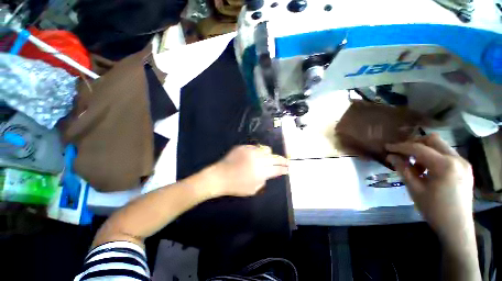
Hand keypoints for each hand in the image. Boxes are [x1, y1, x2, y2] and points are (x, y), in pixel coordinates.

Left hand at [206, 145, 288, 196]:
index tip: (288, 168)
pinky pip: (255, 147)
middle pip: (274, 158)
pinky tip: (257, 155)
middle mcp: (257, 160)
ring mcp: (250, 152)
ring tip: (271, 157)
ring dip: (270, 154)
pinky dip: (259, 151)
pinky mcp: (244, 147)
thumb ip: (263, 181)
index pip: (277, 169)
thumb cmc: (236, 186)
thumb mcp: (253, 189)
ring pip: (266, 150)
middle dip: (282, 160)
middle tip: (286, 161)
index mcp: (260, 172)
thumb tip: (268, 173)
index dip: (284, 168)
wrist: (219, 176)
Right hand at [385, 133, 473, 240]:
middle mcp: (457, 159)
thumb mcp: (415, 189)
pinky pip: (446, 154)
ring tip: (415, 165)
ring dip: (424, 150)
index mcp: (445, 166)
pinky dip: (433, 157)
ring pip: (440, 145)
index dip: (400, 147)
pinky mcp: (465, 168)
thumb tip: (390, 156)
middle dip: (414, 143)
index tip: (387, 147)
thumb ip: (403, 169)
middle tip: (402, 153)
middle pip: (433, 140)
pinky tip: (427, 169)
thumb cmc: (434, 210)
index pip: (418, 148)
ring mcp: (463, 163)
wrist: (457, 227)